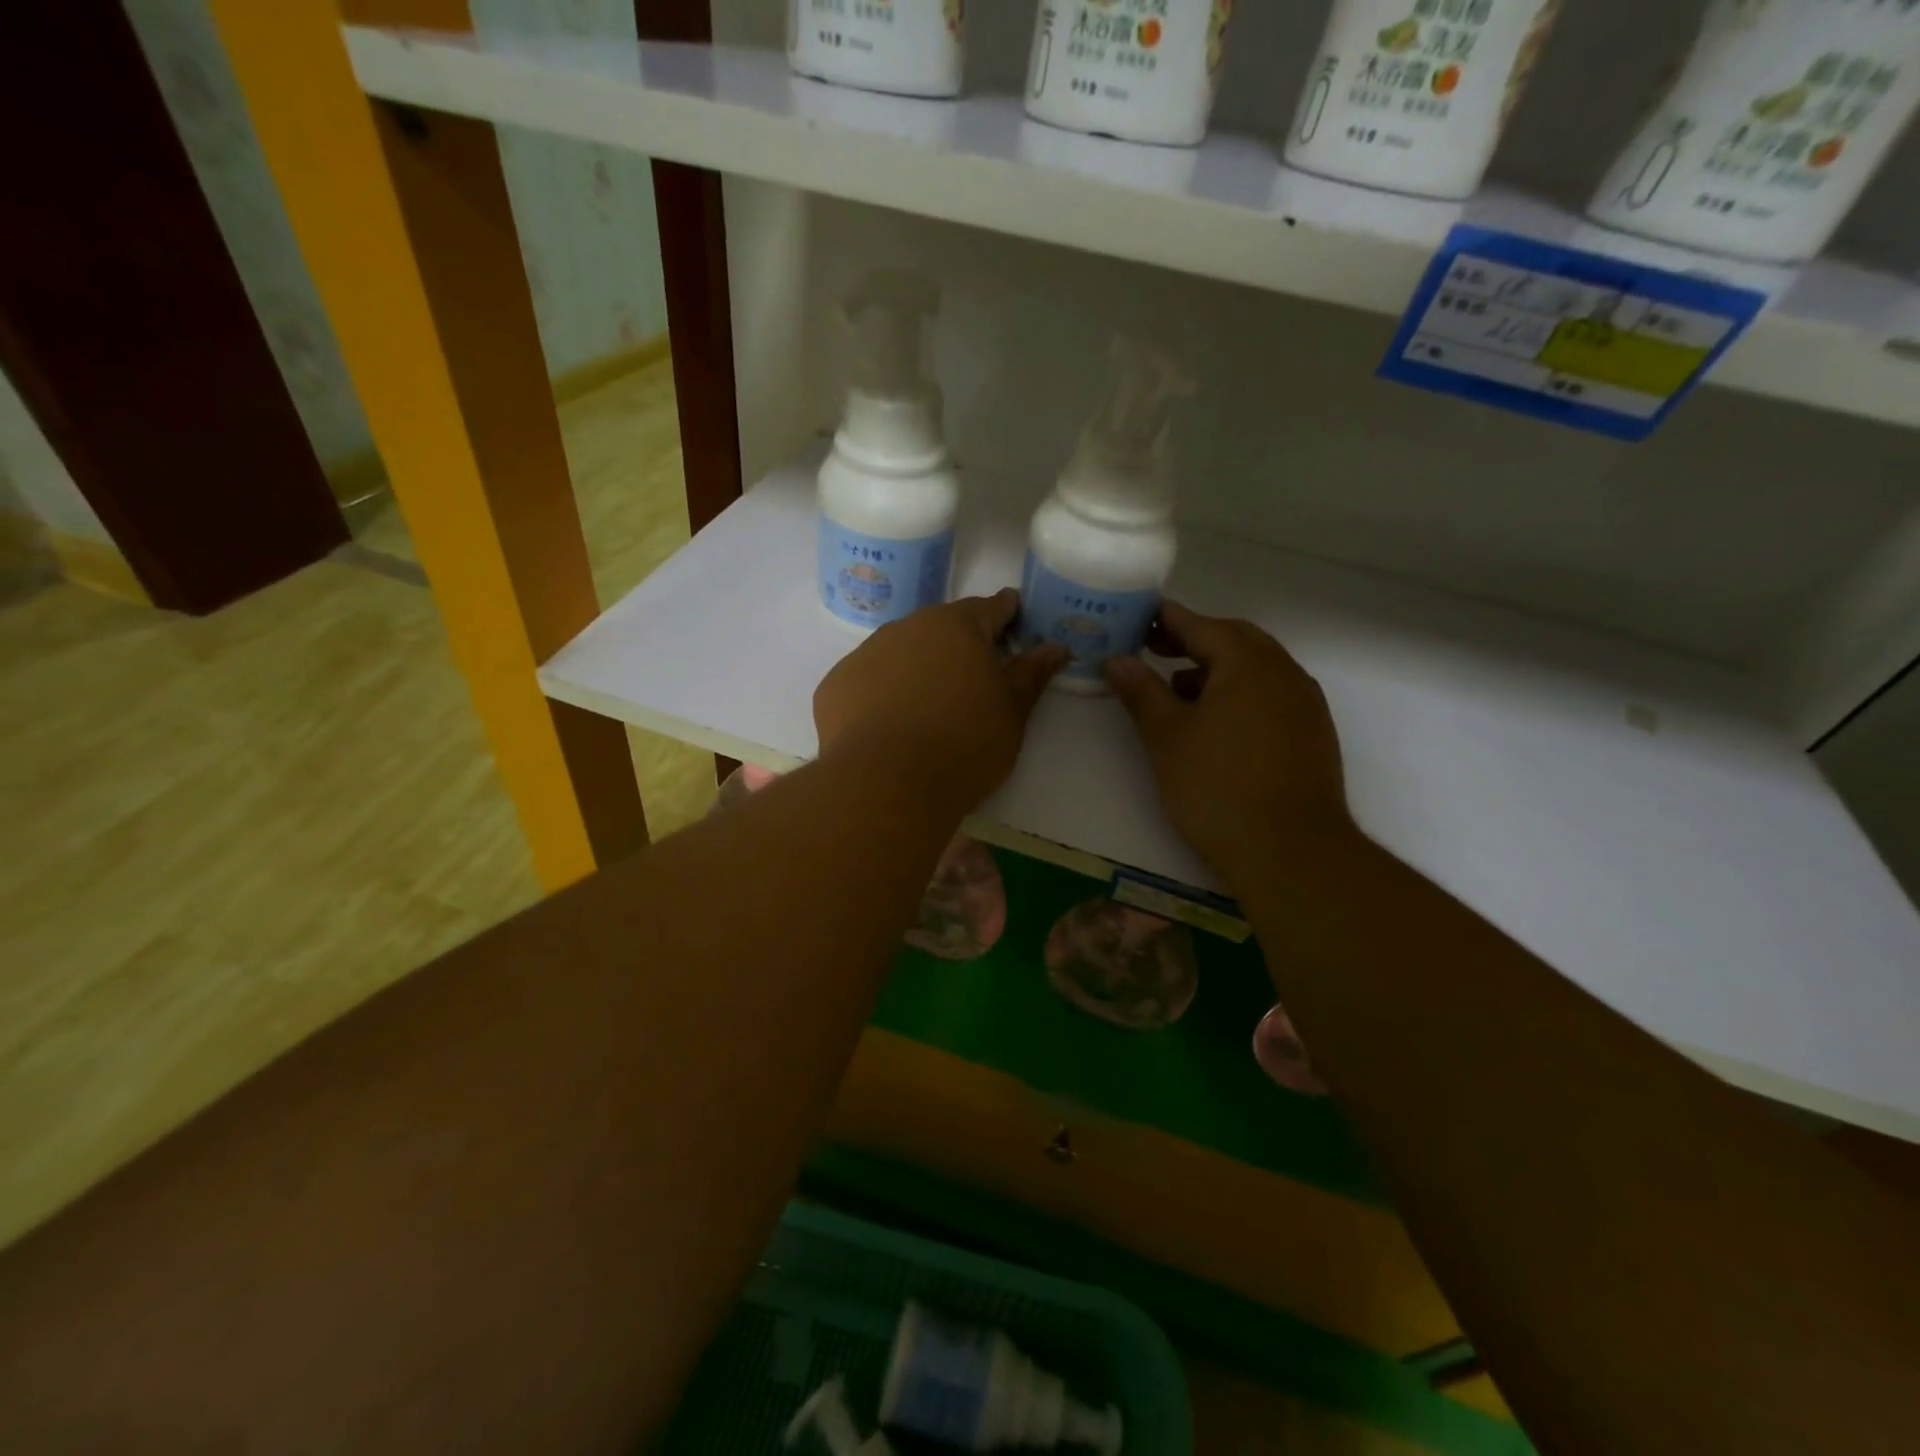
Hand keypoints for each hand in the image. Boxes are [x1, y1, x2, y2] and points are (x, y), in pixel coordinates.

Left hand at [814, 590, 1066, 815]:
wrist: (886, 784)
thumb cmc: (964, 745)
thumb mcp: (1012, 713)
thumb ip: (1031, 674)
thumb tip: (1054, 646)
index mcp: (958, 626)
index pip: (991, 607)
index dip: (1007, 614)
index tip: (1014, 624)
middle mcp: (909, 626)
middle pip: (942, 626)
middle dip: (960, 644)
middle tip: (972, 678)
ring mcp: (866, 653)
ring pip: (901, 651)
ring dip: (917, 667)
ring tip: (927, 707)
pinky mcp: (836, 684)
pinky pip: (868, 680)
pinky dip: (881, 693)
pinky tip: (888, 725)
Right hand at [1105, 601, 1352, 884]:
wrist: (1291, 852)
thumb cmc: (1218, 787)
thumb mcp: (1167, 737)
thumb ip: (1141, 692)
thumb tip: (1116, 659)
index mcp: (1249, 663)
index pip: (1200, 625)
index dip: (1166, 618)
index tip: (1138, 614)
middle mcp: (1284, 673)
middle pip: (1234, 640)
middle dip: (1193, 640)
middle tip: (1154, 648)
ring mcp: (1304, 704)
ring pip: (1255, 669)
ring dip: (1216, 668)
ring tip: (1177, 689)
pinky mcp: (1311, 734)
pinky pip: (1270, 695)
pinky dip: (1238, 694)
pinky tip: (1214, 724)